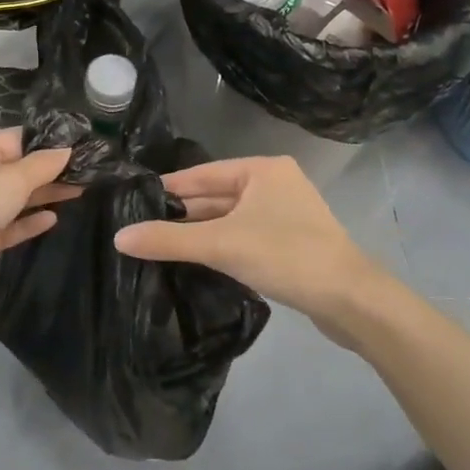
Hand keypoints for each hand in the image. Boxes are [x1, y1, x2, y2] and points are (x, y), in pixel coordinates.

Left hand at [0, 129, 77, 322]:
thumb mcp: (11, 179)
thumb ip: (42, 165)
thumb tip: (66, 150)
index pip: (15, 138)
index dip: (48, 142)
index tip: (82, 147)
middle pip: (14, 168)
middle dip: (49, 170)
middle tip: (88, 172)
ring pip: (12, 198)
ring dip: (42, 195)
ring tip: (79, 192)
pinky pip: (6, 225)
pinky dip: (27, 222)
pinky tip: (53, 219)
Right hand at [113, 156, 388, 341]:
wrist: (351, 300)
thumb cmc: (286, 256)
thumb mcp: (221, 245)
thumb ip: (169, 241)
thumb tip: (119, 237)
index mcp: (261, 169)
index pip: (201, 174)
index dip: (167, 189)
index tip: (132, 201)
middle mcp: (274, 183)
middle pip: (215, 197)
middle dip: (182, 215)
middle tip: (139, 229)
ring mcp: (285, 213)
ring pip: (230, 219)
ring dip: (200, 233)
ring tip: (158, 247)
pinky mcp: (291, 241)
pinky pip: (245, 236)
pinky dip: (221, 246)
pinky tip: (196, 261)